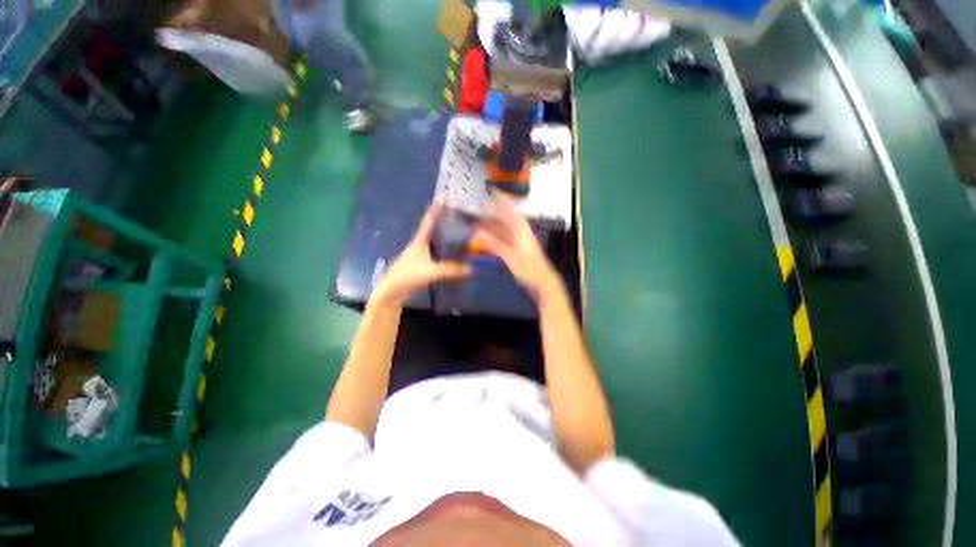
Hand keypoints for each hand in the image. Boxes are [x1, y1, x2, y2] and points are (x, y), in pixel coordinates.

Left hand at [370, 201, 470, 307]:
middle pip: (433, 230)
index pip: (429, 221)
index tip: (443, 198)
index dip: (436, 210)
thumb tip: (471, 269)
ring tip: (459, 233)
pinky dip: (445, 251)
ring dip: (445, 237)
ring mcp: (420, 255)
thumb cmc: (408, 276)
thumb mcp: (431, 271)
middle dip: (444, 222)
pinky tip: (453, 255)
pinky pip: (436, 253)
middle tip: (458, 216)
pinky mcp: (421, 265)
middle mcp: (420, 245)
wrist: (392, 291)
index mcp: (420, 240)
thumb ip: (451, 270)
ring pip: (435, 242)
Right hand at [473, 193, 562, 301]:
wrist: (542, 282)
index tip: (494, 192)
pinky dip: (494, 238)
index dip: (503, 202)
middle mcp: (521, 234)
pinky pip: (504, 240)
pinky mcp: (517, 251)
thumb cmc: (530, 270)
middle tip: (480, 207)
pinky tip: (485, 237)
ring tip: (478, 222)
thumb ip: (495, 245)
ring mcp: (519, 243)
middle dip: (494, 213)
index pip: (512, 213)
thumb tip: (478, 232)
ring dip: (492, 226)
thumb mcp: (512, 258)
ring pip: (504, 231)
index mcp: (522, 233)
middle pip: (507, 220)